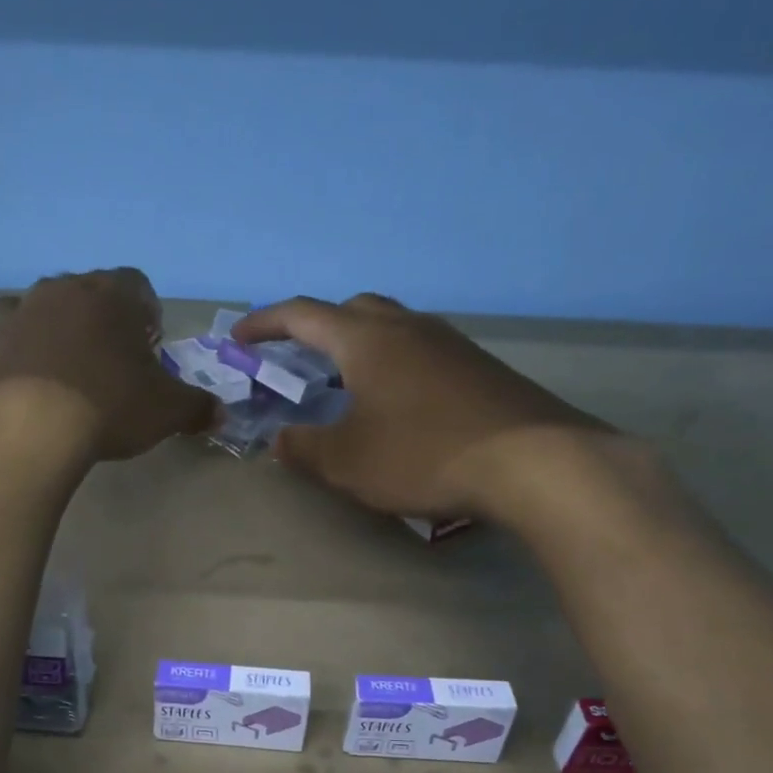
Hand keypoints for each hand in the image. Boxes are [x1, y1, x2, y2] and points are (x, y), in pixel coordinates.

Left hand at [0, 268, 217, 463]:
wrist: (23, 427)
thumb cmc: (107, 404)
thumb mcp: (166, 411)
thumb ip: (196, 408)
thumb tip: (219, 413)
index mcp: (109, 296)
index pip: (136, 284)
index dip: (146, 313)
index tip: (149, 345)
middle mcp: (58, 293)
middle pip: (83, 293)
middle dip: (98, 321)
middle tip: (109, 362)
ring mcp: (13, 319)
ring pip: (34, 312)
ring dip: (49, 334)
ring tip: (61, 375)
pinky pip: (3, 351)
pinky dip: (14, 367)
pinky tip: (24, 399)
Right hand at [232, 294, 611, 518]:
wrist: (533, 463)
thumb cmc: (424, 455)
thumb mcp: (348, 462)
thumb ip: (305, 448)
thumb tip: (281, 439)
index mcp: (366, 340)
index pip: (302, 315)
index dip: (264, 323)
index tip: (239, 337)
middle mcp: (409, 328)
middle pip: (353, 309)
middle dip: (318, 328)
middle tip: (301, 361)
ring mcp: (451, 344)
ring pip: (393, 329)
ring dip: (361, 348)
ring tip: (349, 388)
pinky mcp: (481, 368)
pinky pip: (423, 353)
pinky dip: (396, 367)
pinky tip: (401, 408)